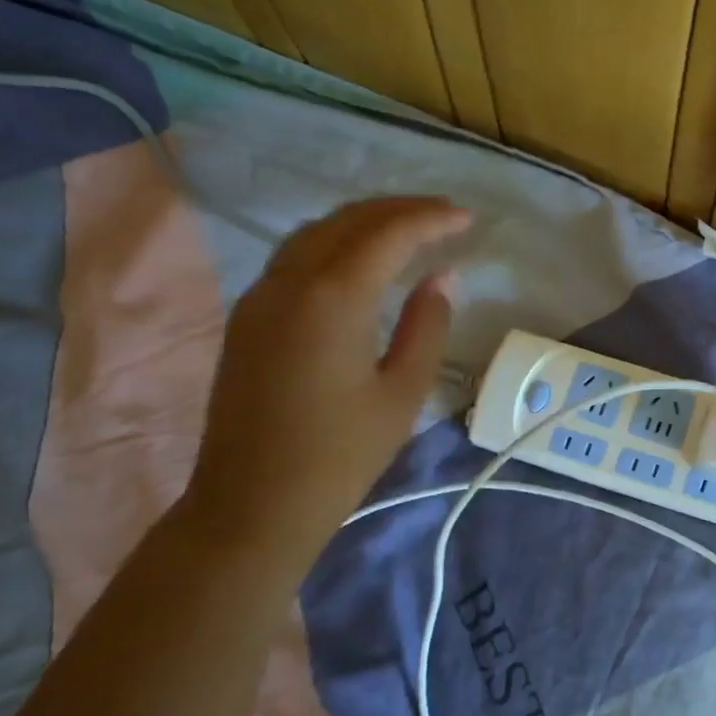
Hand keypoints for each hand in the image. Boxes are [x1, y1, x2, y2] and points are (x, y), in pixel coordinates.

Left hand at [179, 197, 470, 567]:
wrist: (252, 505)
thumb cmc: (340, 456)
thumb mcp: (403, 394)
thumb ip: (426, 326)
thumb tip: (442, 278)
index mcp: (332, 300)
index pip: (387, 235)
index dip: (430, 219)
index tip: (467, 219)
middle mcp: (288, 283)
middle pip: (347, 221)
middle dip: (399, 210)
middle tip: (443, 216)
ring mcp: (259, 298)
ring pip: (315, 233)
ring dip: (364, 222)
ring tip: (407, 230)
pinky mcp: (247, 318)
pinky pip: (294, 257)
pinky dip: (335, 243)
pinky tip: (360, 261)